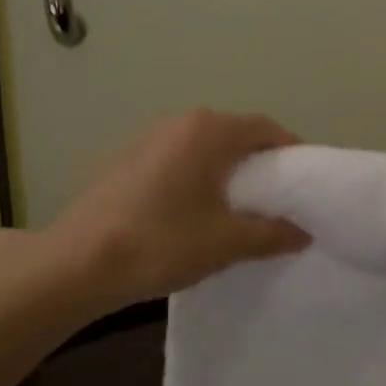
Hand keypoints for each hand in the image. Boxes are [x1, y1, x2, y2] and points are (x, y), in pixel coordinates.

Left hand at [45, 110, 309, 311]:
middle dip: (260, 163)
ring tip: (240, 209)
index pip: (265, 128)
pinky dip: (198, 178)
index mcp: (207, 130)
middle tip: (279, 199)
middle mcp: (178, 122)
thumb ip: (272, 233)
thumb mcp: (226, 242)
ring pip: (204, 148)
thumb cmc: (161, 242)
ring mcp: (147, 139)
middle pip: (234, 134)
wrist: (78, 262)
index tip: (307, 183)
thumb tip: (302, 232)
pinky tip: (196, 212)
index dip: (291, 152)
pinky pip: (178, 160)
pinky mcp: (127, 160)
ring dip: (227, 171)